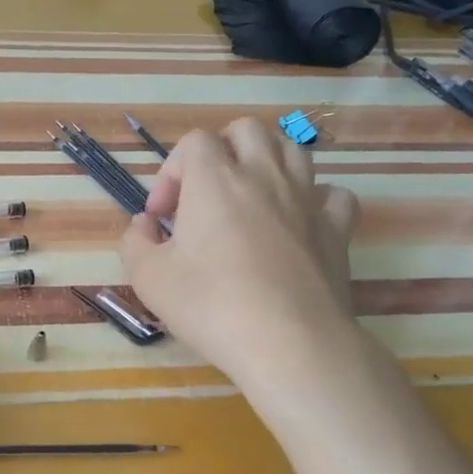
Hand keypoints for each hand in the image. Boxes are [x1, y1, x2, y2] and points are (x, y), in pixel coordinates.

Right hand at [121, 117, 360, 378]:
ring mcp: (307, 199)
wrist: (289, 343)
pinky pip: (332, 194)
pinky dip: (313, 200)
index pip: (194, 141)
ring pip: (292, 150)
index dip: (171, 173)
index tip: (162, 217)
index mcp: (215, 180)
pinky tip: (298, 223)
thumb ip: (135, 241)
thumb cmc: (210, 305)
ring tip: (249, 201)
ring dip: (266, 164)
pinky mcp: (337, 229)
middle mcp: (264, 176)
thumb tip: (144, 225)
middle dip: (221, 151)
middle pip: (247, 130)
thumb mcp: (148, 278)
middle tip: (205, 195)